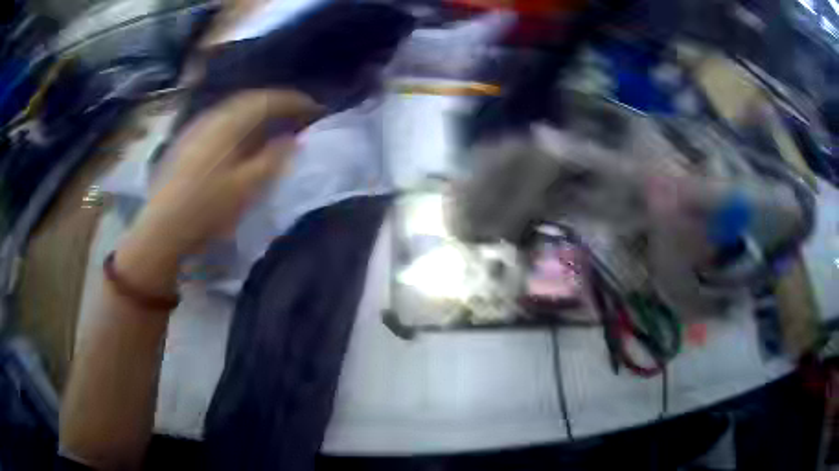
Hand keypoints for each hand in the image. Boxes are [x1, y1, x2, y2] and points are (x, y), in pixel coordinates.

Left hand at [117, 89, 321, 295]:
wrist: (162, 229)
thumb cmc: (207, 209)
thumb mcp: (247, 187)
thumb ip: (273, 159)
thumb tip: (293, 139)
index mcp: (228, 123)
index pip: (267, 100)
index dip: (294, 101)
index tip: (315, 108)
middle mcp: (212, 117)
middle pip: (249, 99)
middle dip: (276, 103)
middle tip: (297, 113)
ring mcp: (196, 127)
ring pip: (233, 109)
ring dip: (257, 112)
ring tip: (273, 124)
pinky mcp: (187, 141)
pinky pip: (221, 120)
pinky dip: (239, 123)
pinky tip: (241, 138)